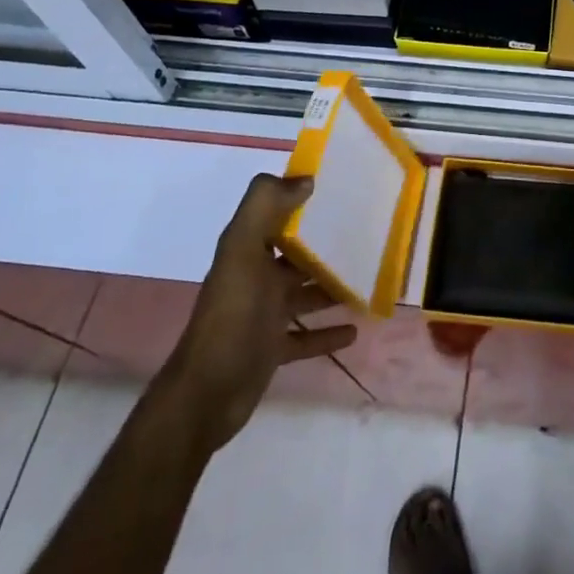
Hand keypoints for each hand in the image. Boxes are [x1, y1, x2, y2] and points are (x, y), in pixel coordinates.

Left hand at [166, 174, 357, 450]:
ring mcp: (264, 314)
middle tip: (367, 232)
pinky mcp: (272, 348)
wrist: (206, 394)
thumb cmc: (232, 315)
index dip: (303, 198)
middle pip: (297, 252)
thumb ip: (265, 206)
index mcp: (247, 249)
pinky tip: (355, 329)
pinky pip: (307, 336)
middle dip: (327, 242)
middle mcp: (256, 276)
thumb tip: (306, 179)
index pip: (277, 212)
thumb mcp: (242, 251)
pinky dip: (328, 332)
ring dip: (333, 286)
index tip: (342, 187)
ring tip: (368, 278)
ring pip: (306, 292)